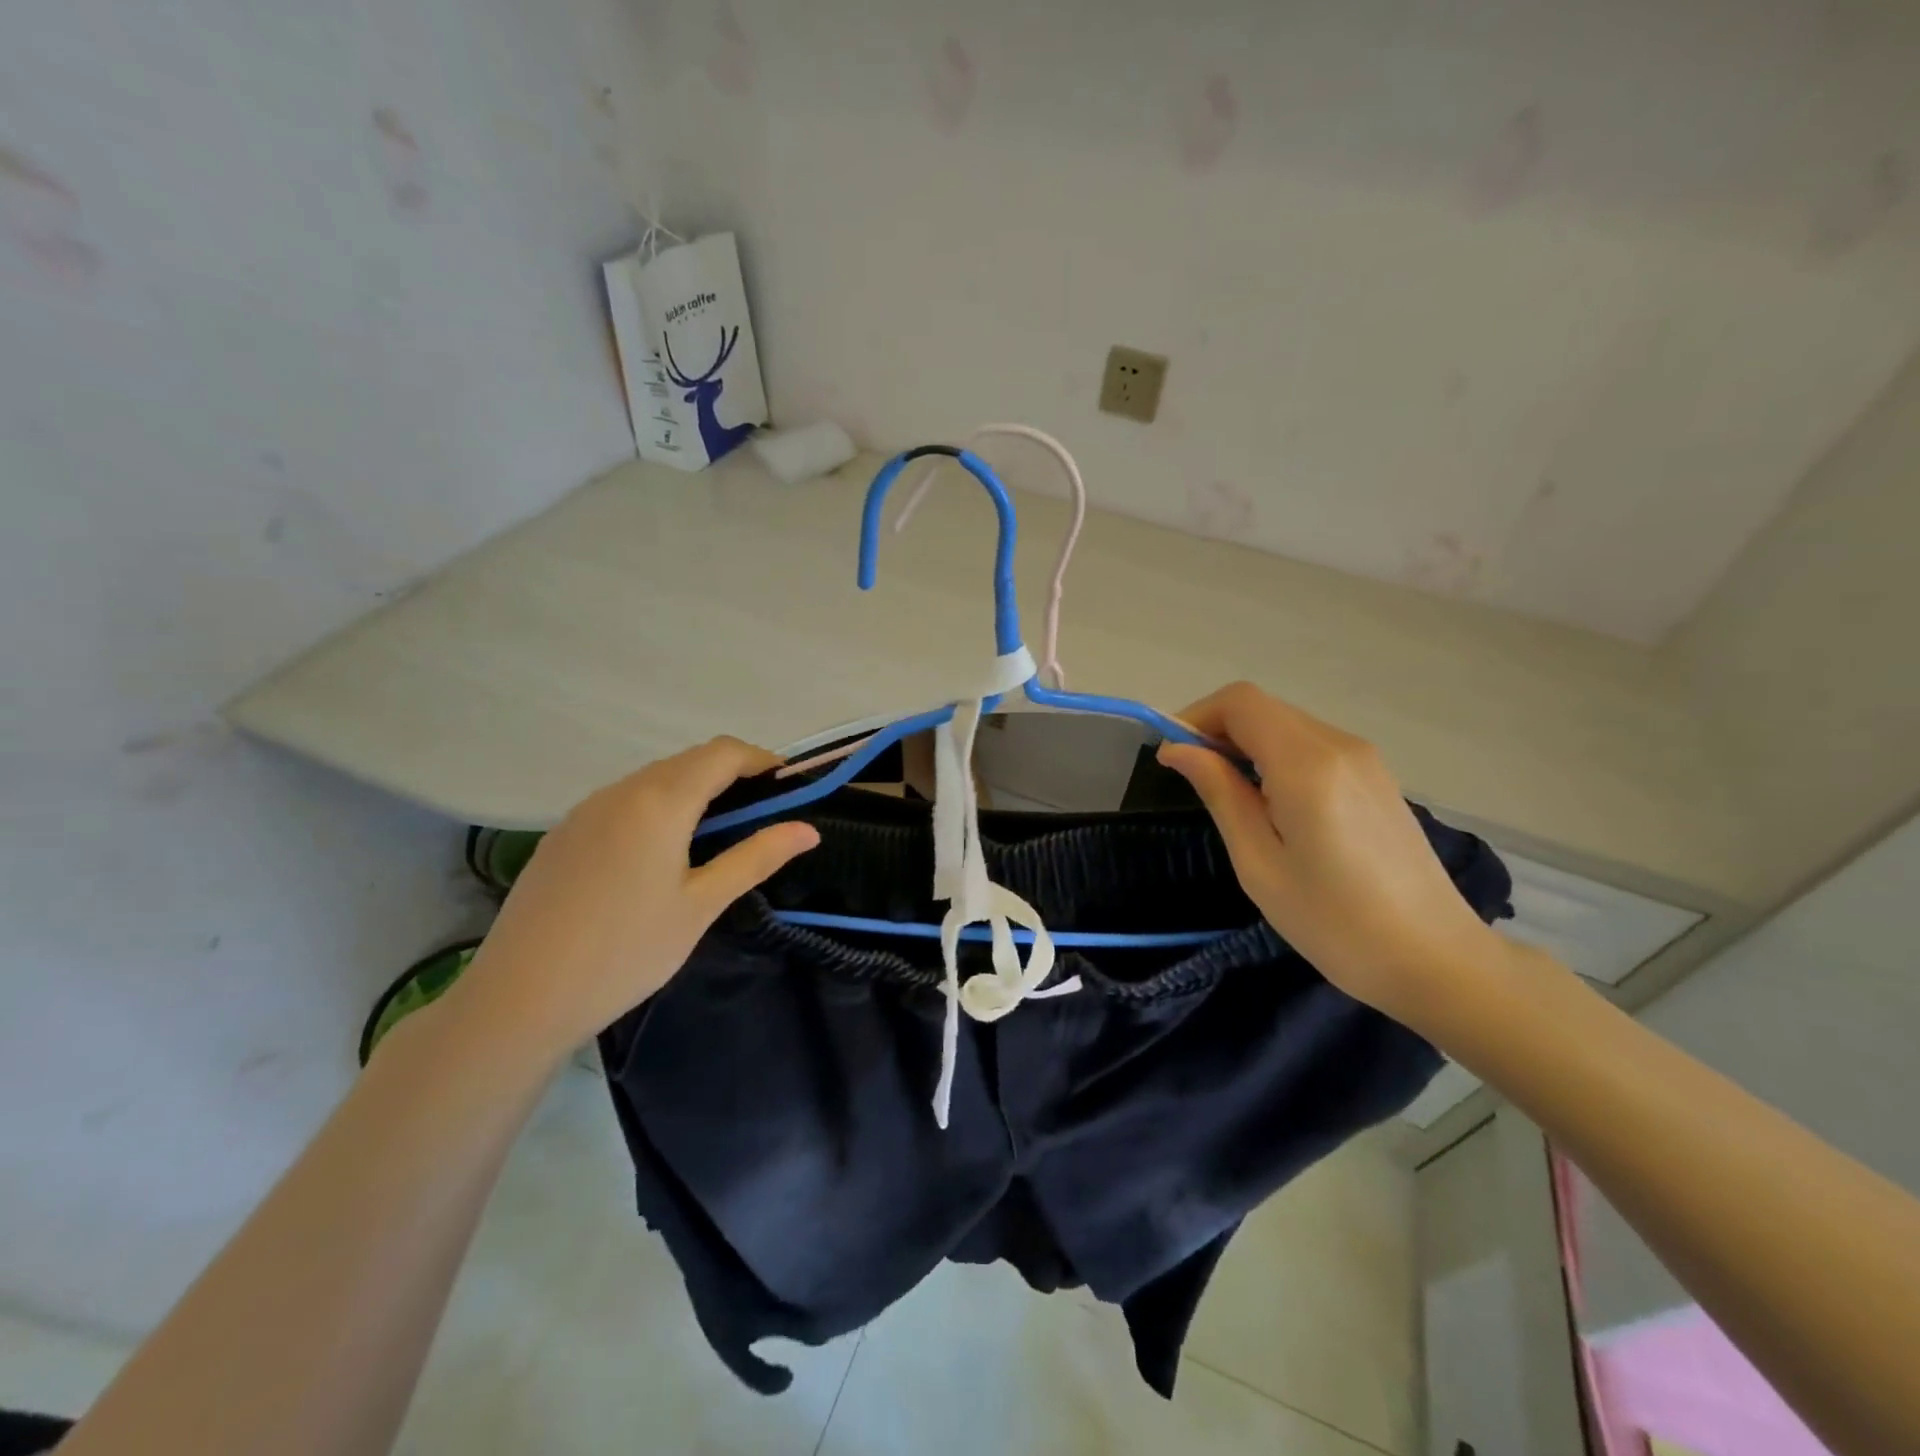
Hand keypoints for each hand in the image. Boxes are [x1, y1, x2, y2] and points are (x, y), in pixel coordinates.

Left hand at [447, 738, 818, 1059]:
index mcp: (659, 801)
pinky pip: (624, 801)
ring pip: (654, 779)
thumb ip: (756, 857)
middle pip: (689, 761)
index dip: (762, 760)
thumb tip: (809, 830)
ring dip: (695, 790)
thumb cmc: (625, 951)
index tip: (790, 787)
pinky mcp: (564, 833)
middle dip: (732, 775)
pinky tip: (661, 854)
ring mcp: (585, 810)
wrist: (518, 998)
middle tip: (762, 816)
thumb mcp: (702, 905)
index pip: (723, 754)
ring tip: (717, 837)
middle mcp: (620, 791)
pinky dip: (659, 807)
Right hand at [1158, 683, 1504, 1022]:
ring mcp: (1364, 758)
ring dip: (1246, 743)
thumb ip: (1220, 793)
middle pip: (1263, 708)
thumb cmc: (1335, 922)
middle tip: (1194, 780)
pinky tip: (1272, 803)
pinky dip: (1276, 755)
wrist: (1435, 959)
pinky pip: (1311, 745)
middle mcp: (1339, 745)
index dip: (1196, 717)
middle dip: (1217, 730)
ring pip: (1286, 724)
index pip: (1240, 702)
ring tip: (1230, 797)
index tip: (1173, 758)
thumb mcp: (1259, 863)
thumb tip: (1178, 749)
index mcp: (1307, 765)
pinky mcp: (1376, 776)